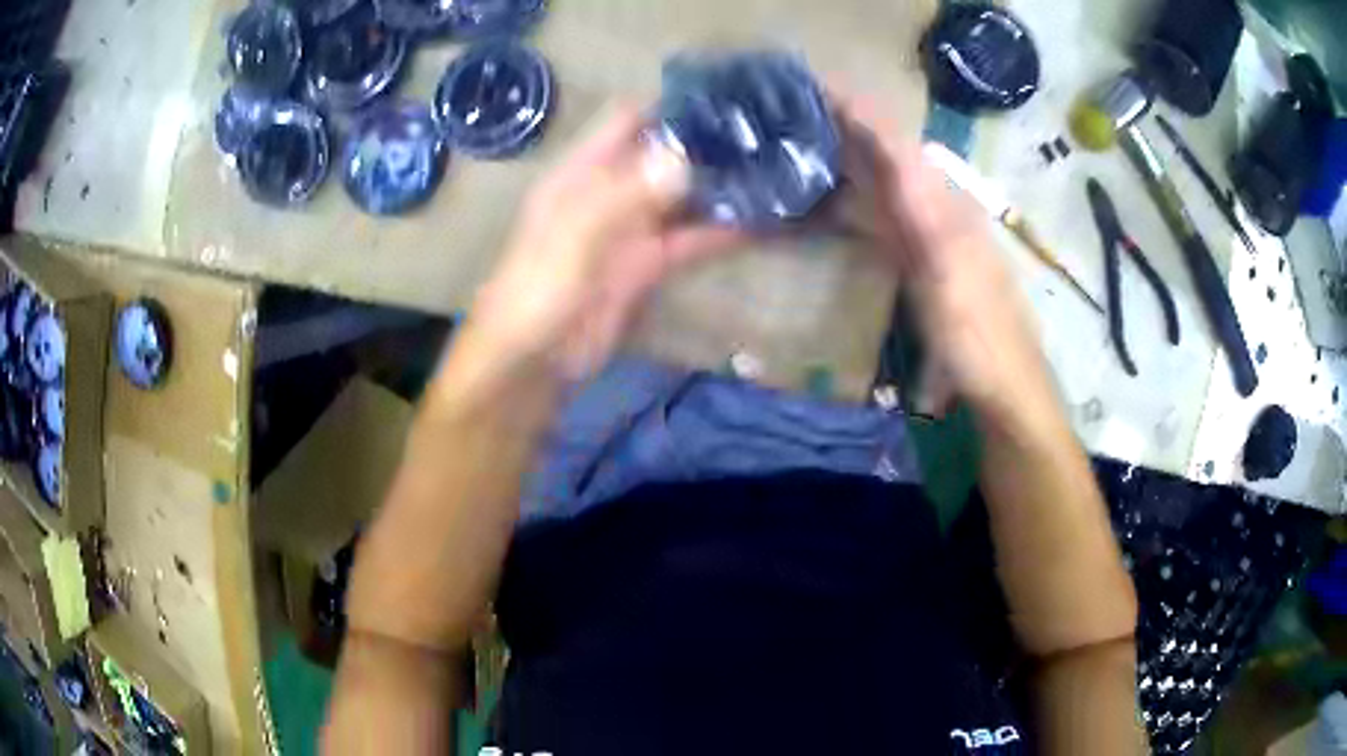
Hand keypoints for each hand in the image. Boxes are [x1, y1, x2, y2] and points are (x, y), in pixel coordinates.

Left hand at [464, 104, 742, 381]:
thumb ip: (627, 194)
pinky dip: (720, 231)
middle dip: (707, 143)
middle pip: (663, 155)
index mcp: (583, 171)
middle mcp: (610, 190)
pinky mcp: (649, 265)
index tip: (725, 97)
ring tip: (774, 169)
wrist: (532, 361)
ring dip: (719, 185)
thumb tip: (684, 156)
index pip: (629, 120)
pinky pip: (689, 239)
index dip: (671, 105)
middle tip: (767, 133)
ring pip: (682, 196)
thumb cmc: (539, 289)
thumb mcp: (576, 235)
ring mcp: (631, 228)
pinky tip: (760, 221)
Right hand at [831, 91, 1057, 424]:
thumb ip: (924, 213)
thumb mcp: (951, 277)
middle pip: (892, 159)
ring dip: (851, 164)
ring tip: (808, 151)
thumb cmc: (978, 338)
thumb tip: (895, 152)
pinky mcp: (926, 263)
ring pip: (888, 186)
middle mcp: (941, 212)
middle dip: (850, 132)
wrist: (1004, 387)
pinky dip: (858, 204)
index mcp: (947, 209)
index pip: (899, 147)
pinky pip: (887, 218)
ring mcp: (933, 238)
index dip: (863, 116)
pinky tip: (837, 208)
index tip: (819, 92)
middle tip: (800, 118)